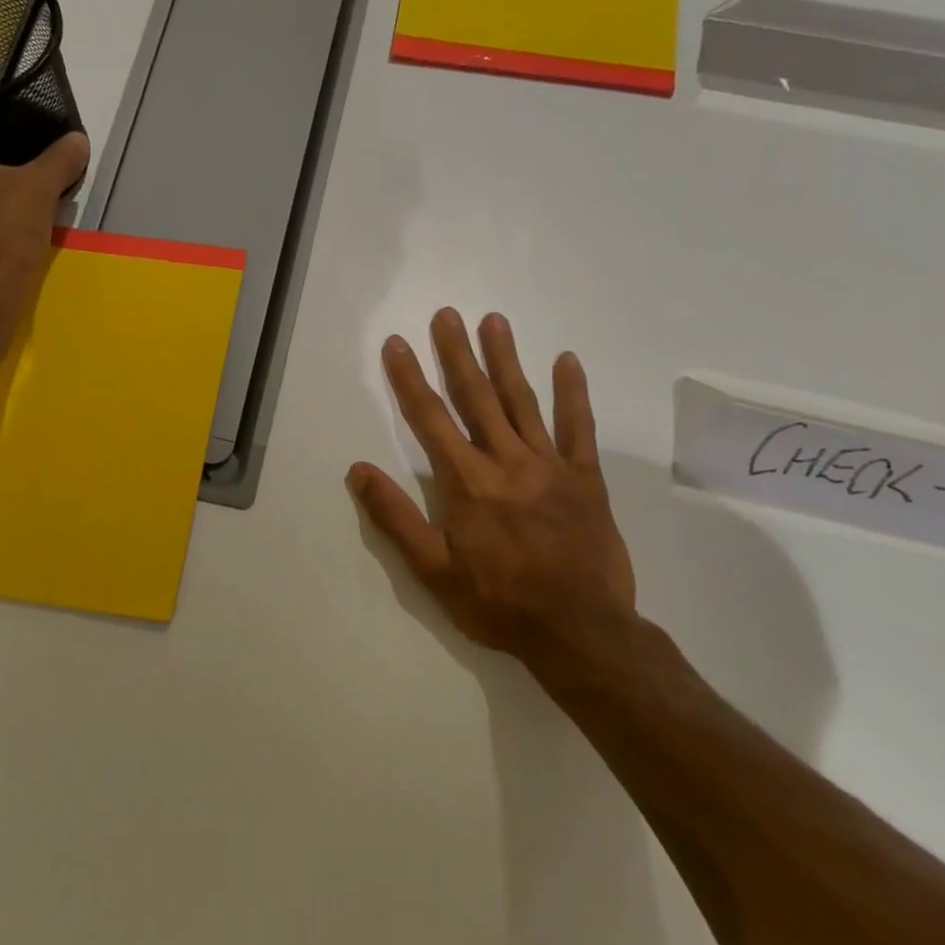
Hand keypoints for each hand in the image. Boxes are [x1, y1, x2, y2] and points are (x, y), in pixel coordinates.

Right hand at [348, 309, 640, 688]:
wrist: (579, 630)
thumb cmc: (498, 602)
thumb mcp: (432, 570)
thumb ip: (394, 517)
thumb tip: (358, 470)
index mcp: (466, 482)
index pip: (429, 419)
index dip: (410, 378)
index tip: (397, 343)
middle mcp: (506, 461)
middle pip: (476, 398)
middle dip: (457, 354)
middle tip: (446, 314)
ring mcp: (550, 466)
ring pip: (523, 402)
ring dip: (506, 359)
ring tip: (493, 321)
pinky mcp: (586, 478)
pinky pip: (579, 428)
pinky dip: (573, 393)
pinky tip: (567, 360)